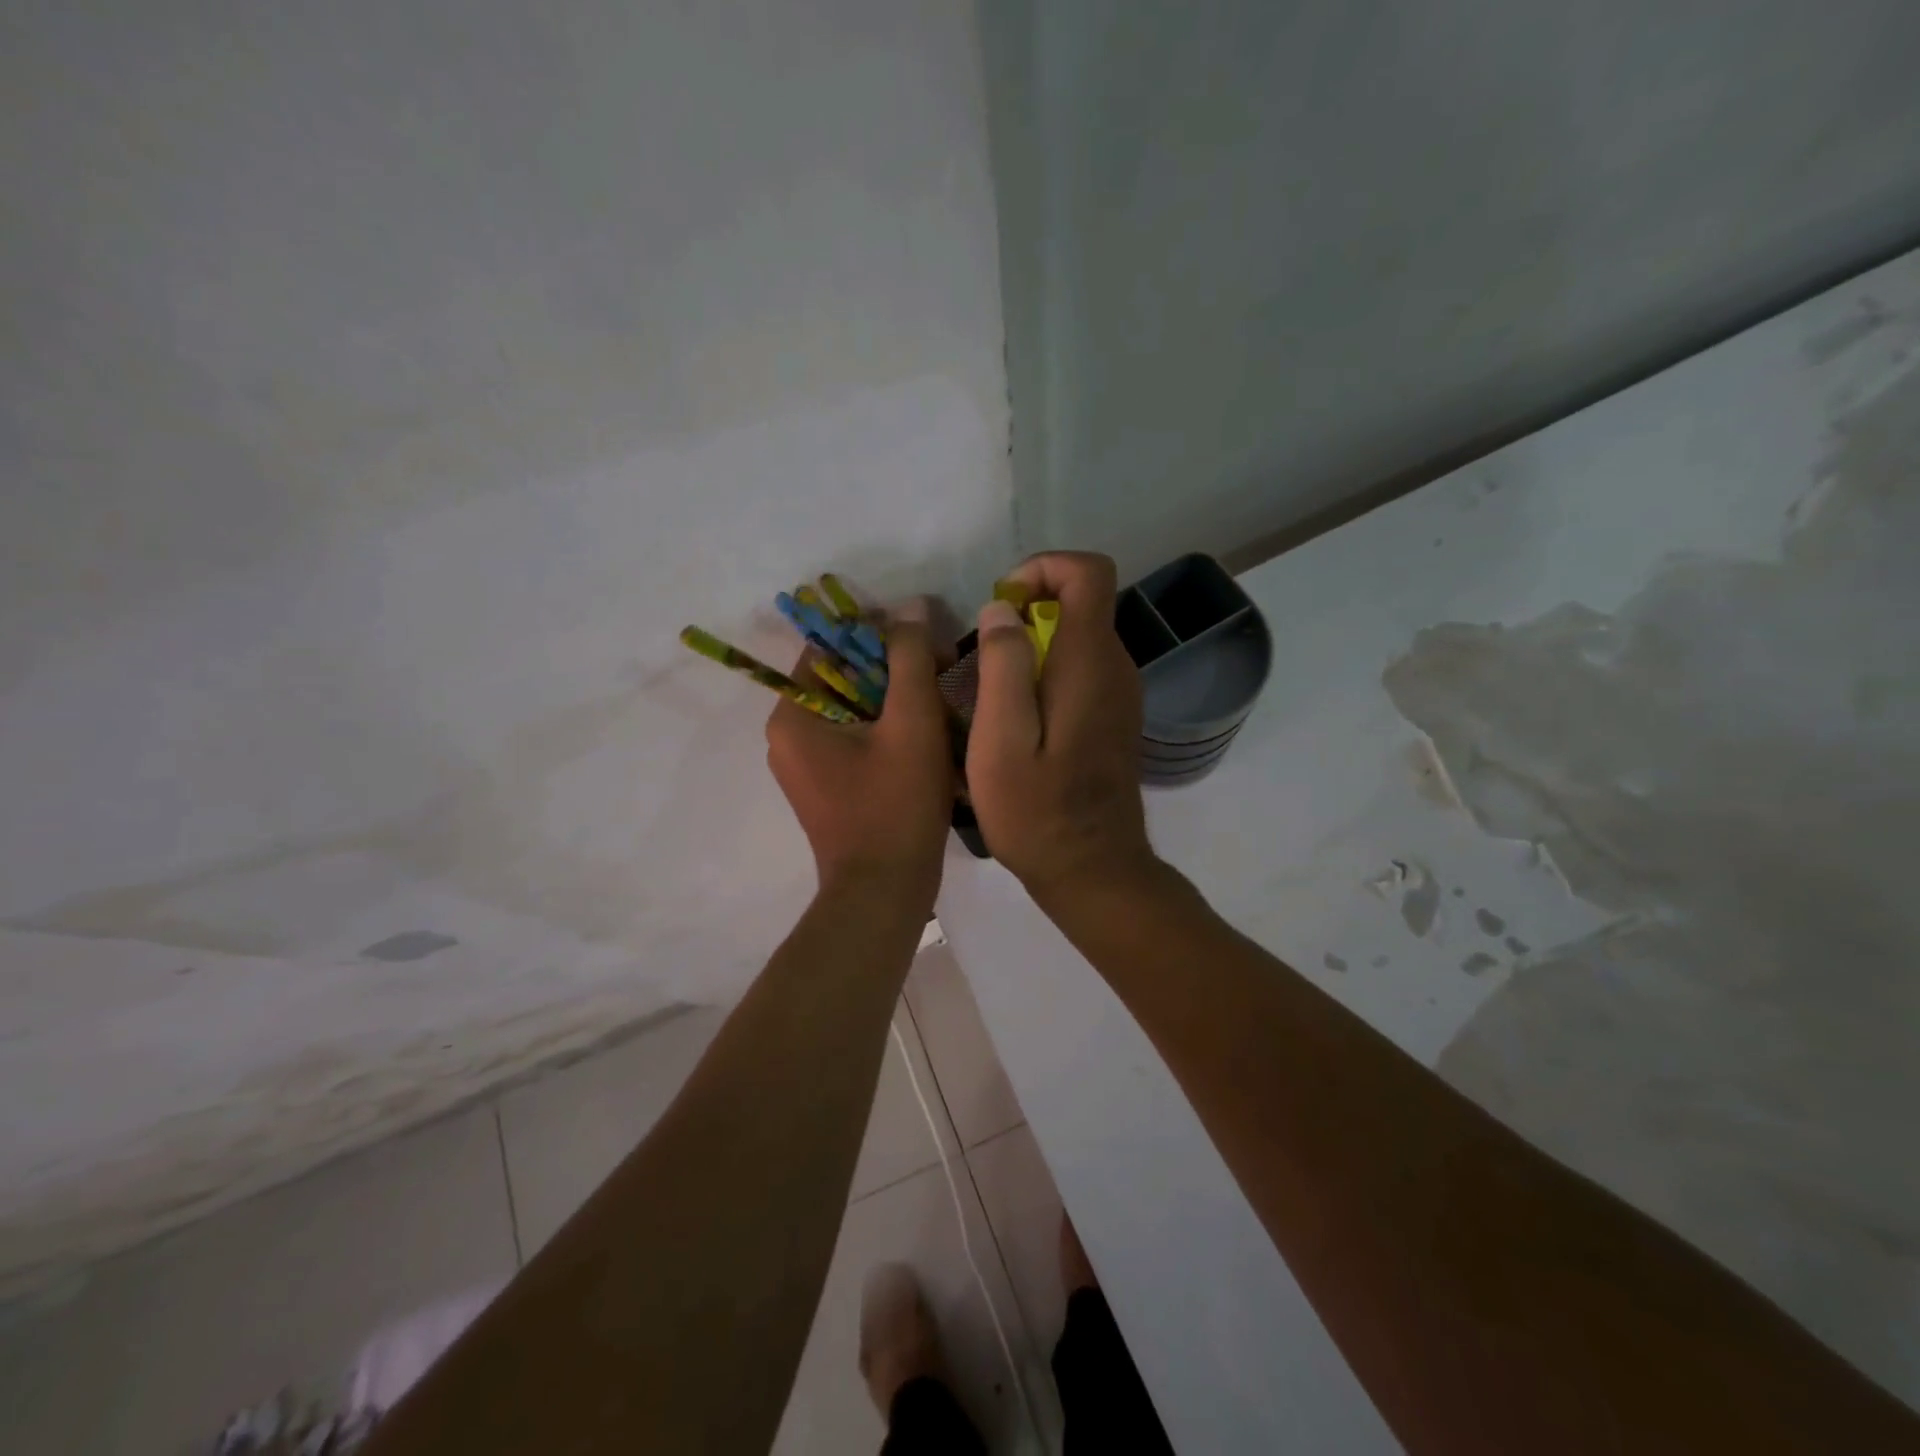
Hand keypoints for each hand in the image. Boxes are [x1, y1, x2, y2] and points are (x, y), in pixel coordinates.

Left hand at [766, 599, 953, 908]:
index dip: (877, 633)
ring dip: (896, 699)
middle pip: (843, 678)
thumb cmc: (896, 805)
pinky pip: (856, 739)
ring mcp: (805, 765)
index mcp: (793, 716)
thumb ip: (909, 658)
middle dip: (893, 669)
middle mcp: (788, 736)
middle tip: (941, 671)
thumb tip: (909, 606)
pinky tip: (926, 736)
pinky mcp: (826, 787)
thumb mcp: (912, 722)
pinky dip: (888, 730)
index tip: (923, 639)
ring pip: (854, 709)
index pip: (828, 647)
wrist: (884, 892)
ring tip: (941, 704)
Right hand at [966, 552, 1158, 901]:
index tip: (1001, 604)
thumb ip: (1003, 666)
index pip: (1088, 572)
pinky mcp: (1114, 718)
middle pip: (1082, 602)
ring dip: (1033, 644)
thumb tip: (1003, 610)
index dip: (1043, 568)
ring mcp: (1121, 694)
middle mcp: (1116, 668)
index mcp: (1090, 663)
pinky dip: (1047, 671)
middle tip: (983, 656)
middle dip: (1029, 609)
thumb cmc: (1038, 811)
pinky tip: (1017, 718)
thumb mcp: (1001, 740)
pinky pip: (1082, 669)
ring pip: (1079, 637)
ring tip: (992, 690)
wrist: (1093, 870)